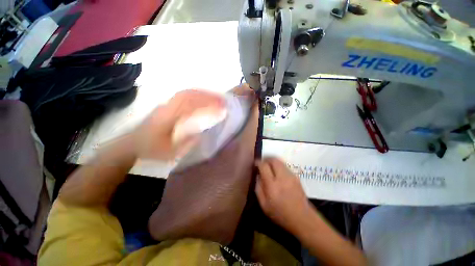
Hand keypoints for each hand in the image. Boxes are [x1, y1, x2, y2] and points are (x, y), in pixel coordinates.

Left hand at [133, 89, 225, 159]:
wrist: (131, 145)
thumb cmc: (151, 150)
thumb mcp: (170, 153)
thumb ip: (187, 142)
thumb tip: (201, 132)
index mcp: (168, 118)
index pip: (191, 105)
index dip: (208, 104)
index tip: (222, 107)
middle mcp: (167, 107)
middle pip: (190, 95)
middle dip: (208, 96)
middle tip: (223, 100)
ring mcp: (166, 104)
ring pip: (187, 93)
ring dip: (203, 94)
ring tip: (216, 98)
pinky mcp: (167, 105)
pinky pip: (184, 96)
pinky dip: (196, 96)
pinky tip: (203, 99)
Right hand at [255, 157, 312, 233]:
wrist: (302, 218)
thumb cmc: (280, 214)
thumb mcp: (264, 205)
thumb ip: (258, 188)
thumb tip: (258, 175)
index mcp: (272, 185)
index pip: (264, 166)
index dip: (259, 162)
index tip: (256, 163)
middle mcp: (282, 177)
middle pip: (274, 160)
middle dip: (267, 159)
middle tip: (263, 163)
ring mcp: (291, 176)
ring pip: (280, 162)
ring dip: (273, 162)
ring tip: (269, 167)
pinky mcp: (296, 177)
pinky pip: (285, 166)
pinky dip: (279, 166)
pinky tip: (277, 173)